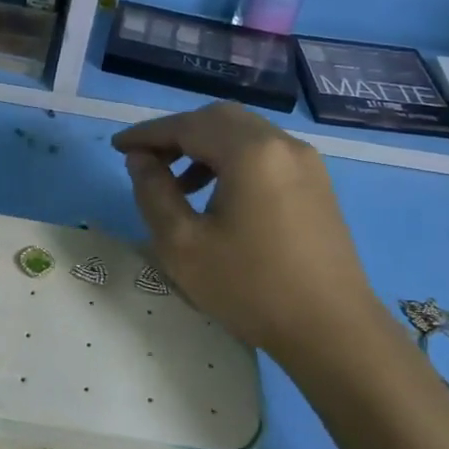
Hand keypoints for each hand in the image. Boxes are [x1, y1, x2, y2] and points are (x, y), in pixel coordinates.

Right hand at [113, 104, 388, 375]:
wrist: (331, 330)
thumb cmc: (249, 287)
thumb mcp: (182, 244)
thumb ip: (153, 193)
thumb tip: (140, 159)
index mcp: (250, 152)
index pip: (187, 126)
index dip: (148, 134)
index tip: (117, 147)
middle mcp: (282, 144)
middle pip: (219, 119)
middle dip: (177, 134)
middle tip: (146, 160)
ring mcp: (306, 163)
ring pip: (244, 134)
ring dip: (205, 147)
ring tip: (177, 184)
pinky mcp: (316, 184)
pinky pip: (265, 154)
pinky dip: (232, 161)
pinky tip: (217, 197)